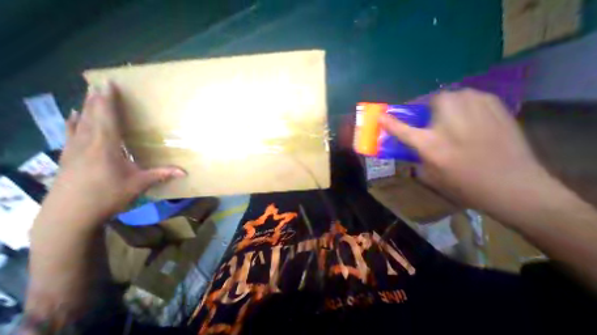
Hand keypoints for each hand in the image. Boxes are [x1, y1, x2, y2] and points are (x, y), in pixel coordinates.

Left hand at [32, 81, 185, 232]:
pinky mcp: (68, 158)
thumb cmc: (107, 196)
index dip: (108, 102)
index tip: (107, 85)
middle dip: (95, 100)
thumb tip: (184, 171)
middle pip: (91, 117)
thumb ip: (161, 174)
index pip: (107, 120)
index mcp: (106, 148)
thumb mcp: (139, 184)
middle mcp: (87, 145)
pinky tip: (73, 117)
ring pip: (79, 124)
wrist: (69, 215)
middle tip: (98, 84)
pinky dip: (73, 123)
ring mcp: (74, 151)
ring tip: (87, 95)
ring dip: (85, 108)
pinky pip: (71, 134)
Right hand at [380, 89, 551, 211]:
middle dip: (425, 107)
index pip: (402, 129)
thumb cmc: (462, 184)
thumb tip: (411, 142)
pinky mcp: (496, 109)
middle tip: (427, 118)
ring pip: (453, 94)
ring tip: (448, 117)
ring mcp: (476, 113)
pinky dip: (463, 103)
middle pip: (432, 100)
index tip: (380, 116)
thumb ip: (416, 154)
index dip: (388, 122)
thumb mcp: (429, 173)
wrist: (513, 186)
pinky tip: (467, 117)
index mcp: (430, 144)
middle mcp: (450, 124)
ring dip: (444, 104)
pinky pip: (471, 97)